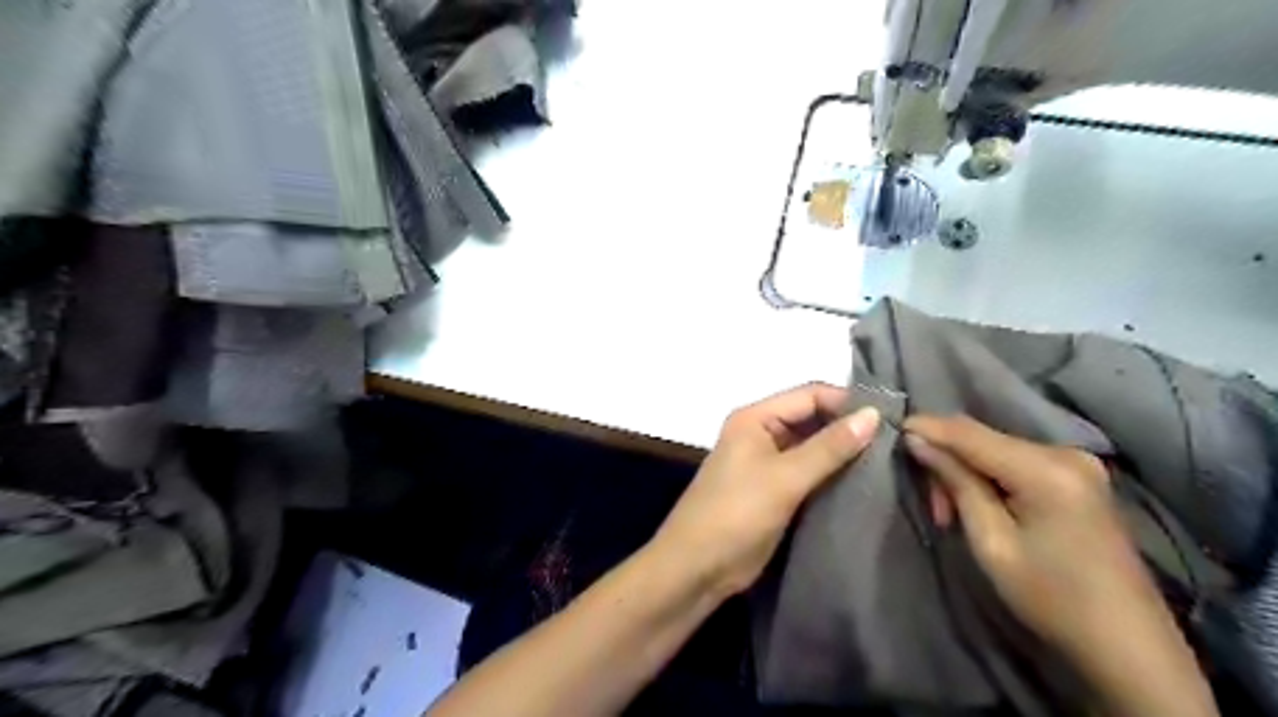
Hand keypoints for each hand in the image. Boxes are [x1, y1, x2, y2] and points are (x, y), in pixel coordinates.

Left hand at [650, 386, 879, 597]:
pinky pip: (809, 473)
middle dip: (848, 428)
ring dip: (844, 453)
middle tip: (897, 440)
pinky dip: (833, 475)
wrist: (698, 566)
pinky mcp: (774, 490)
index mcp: (755, 418)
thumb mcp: (785, 478)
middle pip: (812, 419)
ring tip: (891, 460)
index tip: (891, 417)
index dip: (847, 402)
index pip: (809, 395)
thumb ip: (829, 447)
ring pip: (813, 447)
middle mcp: (761, 433)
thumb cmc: (736, 512)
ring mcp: (767, 462)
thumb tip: (873, 416)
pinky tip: (866, 482)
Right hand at [903, 414, 1209, 716]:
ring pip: (997, 449)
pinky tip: (981, 504)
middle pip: (984, 438)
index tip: (894, 429)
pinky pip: (1017, 461)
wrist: (1128, 645)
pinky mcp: (1079, 477)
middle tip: (933, 504)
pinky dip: (990, 476)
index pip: (970, 433)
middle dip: (948, 459)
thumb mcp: (991, 542)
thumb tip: (918, 441)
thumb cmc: (1051, 597)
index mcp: (1046, 469)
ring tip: (951, 512)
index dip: (928, 427)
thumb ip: (956, 482)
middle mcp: (1065, 453)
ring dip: (966, 471)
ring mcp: (1077, 463)